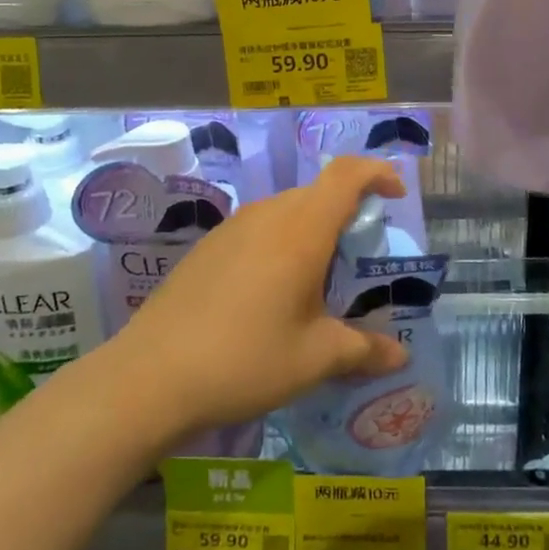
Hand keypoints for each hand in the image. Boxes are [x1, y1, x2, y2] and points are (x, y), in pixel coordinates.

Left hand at [113, 157, 410, 432]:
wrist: (149, 377)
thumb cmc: (245, 359)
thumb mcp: (315, 359)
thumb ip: (363, 350)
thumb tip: (399, 355)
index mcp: (301, 230)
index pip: (347, 174)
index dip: (377, 173)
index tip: (396, 196)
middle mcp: (267, 215)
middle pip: (318, 193)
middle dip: (348, 214)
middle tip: (359, 261)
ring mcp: (232, 228)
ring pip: (287, 210)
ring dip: (312, 231)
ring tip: (317, 282)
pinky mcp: (208, 246)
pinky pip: (258, 228)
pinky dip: (281, 244)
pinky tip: (270, 294)